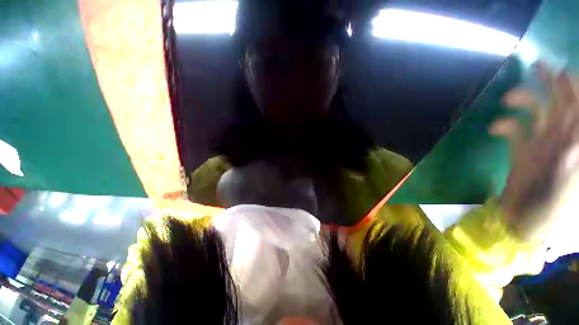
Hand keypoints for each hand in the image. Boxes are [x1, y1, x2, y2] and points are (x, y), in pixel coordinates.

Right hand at [490, 64, 578, 242]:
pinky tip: (495, 129)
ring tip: (508, 99)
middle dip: (552, 83)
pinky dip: (504, 126)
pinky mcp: (522, 151)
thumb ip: (570, 152)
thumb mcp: (564, 178)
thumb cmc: (548, 207)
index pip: (577, 106)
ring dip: (523, 101)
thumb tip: (573, 125)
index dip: (573, 87)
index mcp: (573, 142)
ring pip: (536, 112)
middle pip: (560, 103)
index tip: (561, 70)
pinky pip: (514, 131)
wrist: (525, 221)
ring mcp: (541, 143)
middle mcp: (560, 137)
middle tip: (537, 65)